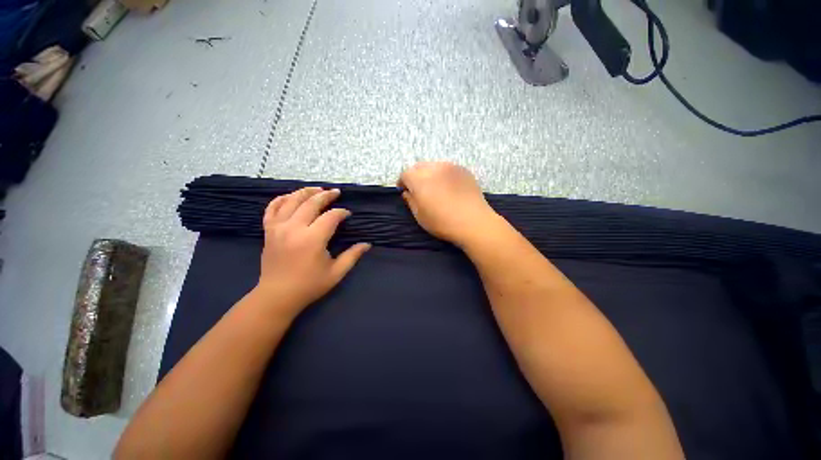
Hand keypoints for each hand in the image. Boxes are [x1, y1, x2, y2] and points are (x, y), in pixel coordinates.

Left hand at [255, 187, 370, 318]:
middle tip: (336, 192)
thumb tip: (367, 244)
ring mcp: (278, 228)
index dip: (341, 212)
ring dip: (306, 192)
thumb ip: (352, 256)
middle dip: (326, 195)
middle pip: (311, 203)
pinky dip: (281, 199)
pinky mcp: (268, 231)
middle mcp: (294, 229)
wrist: (277, 296)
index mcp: (312, 239)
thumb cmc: (309, 285)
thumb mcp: (336, 273)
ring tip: (318, 189)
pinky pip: (272, 208)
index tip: (347, 214)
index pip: (330, 217)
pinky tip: (291, 196)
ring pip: (291, 201)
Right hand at [398, 162, 498, 245]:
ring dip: (429, 174)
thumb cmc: (443, 222)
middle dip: (415, 176)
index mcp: (420, 180)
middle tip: (418, 189)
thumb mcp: (420, 216)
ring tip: (433, 187)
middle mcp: (434, 168)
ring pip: (433, 165)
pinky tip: (448, 187)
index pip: (405, 174)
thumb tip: (407, 192)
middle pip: (418, 166)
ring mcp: (450, 167)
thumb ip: (410, 201)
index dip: (402, 182)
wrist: (474, 222)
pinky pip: (447, 168)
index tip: (404, 190)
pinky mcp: (463, 170)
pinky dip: (442, 174)